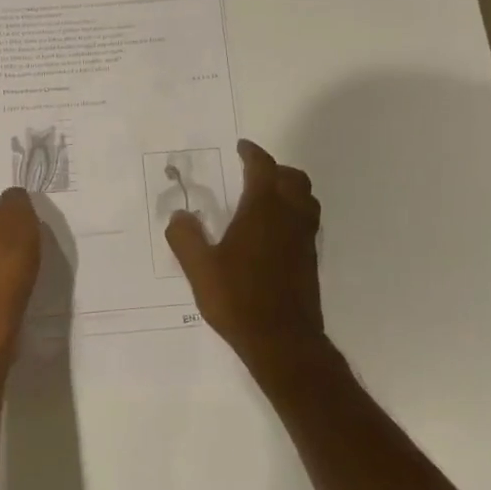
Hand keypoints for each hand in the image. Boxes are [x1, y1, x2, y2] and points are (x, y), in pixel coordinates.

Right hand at [165, 140, 324, 379]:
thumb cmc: (239, 298)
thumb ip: (185, 238)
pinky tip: (275, 232)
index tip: (242, 148)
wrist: (283, 341)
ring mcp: (305, 238)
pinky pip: (307, 221)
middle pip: (293, 178)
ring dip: (290, 190)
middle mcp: (289, 216)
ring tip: (267, 199)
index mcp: (263, 210)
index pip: (262, 167)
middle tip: (253, 174)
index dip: (252, 153)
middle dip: (275, 169)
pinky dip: (295, 213)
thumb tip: (179, 216)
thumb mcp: (200, 269)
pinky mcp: (311, 259)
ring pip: (306, 199)